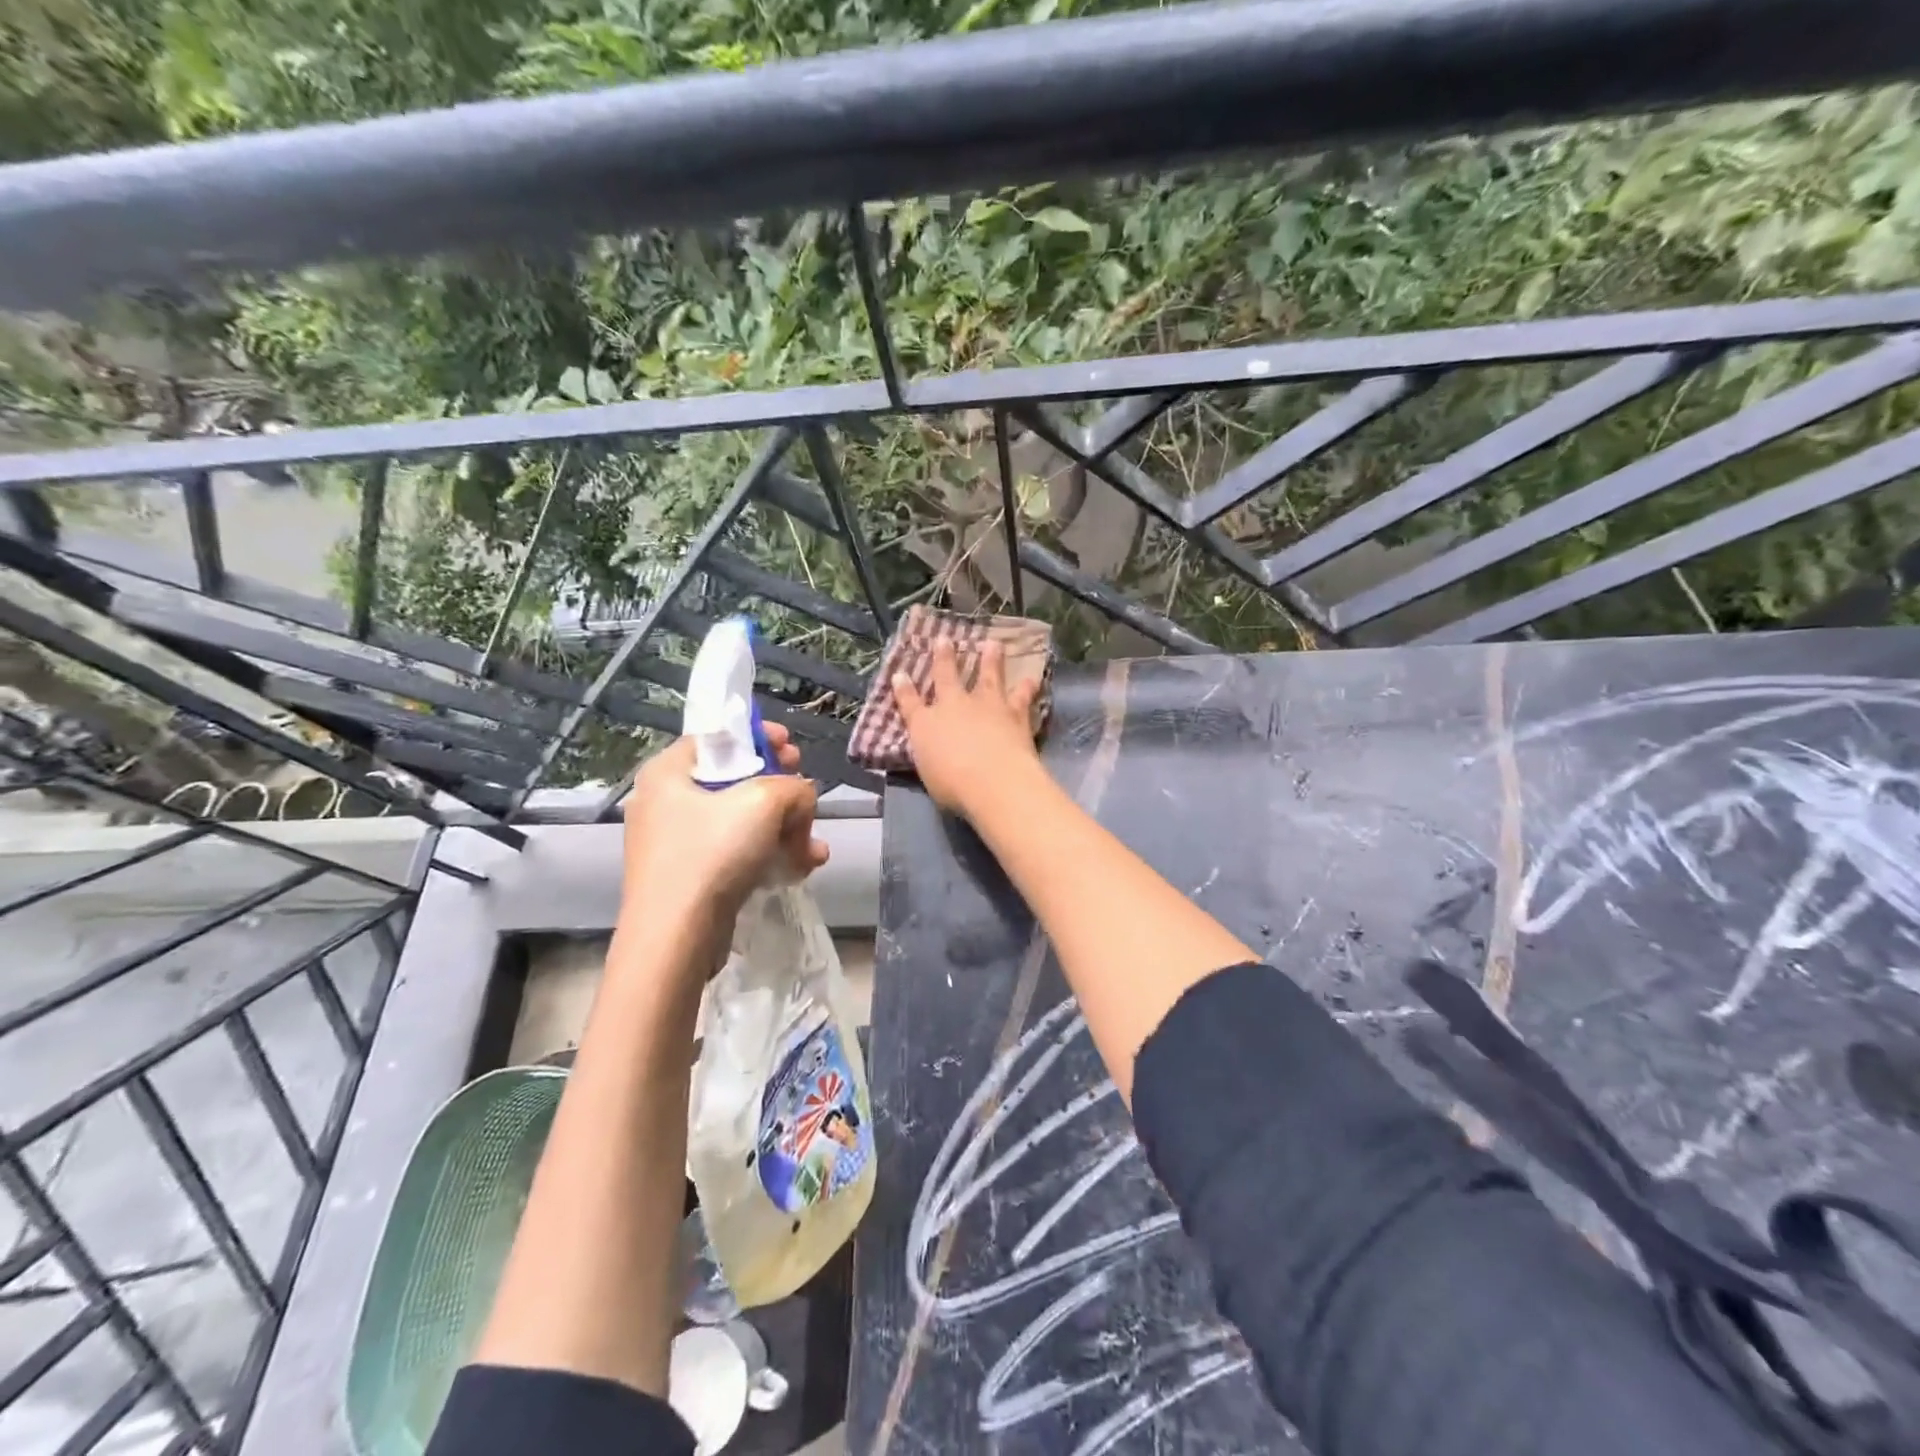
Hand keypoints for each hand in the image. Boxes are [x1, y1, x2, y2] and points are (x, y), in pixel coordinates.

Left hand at [621, 723, 829, 938]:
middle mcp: (667, 803)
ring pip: (744, 822)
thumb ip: (794, 787)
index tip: (792, 748)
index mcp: (668, 773)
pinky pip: (738, 853)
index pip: (717, 739)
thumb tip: (800, 800)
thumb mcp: (765, 801)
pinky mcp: (693, 878)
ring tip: (813, 847)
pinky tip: (803, 867)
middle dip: (782, 791)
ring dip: (786, 830)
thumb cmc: (712, 853)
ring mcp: (678, 844)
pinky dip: (770, 856)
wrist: (677, 937)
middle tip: (805, 795)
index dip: (759, 738)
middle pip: (736, 781)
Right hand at [893, 638, 1042, 817]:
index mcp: (925, 725)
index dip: (903, 688)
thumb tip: (932, 750)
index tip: (899, 674)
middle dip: (944, 658)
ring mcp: (986, 706)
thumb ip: (931, 757)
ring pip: (988, 676)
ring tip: (994, 644)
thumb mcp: (929, 774)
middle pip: (946, 676)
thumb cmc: (953, 786)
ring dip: (991, 659)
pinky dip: (1028, 687)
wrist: (993, 780)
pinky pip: (1022, 696)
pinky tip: (1033, 678)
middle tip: (944, 640)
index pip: (910, 703)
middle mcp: (953, 706)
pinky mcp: (1014, 713)